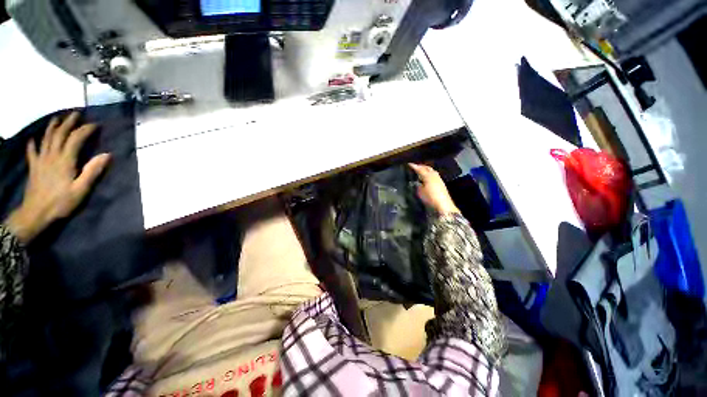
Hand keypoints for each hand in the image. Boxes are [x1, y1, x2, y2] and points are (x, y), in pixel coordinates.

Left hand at [5, 112, 110, 242]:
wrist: (36, 213)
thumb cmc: (61, 202)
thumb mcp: (81, 189)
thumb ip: (92, 171)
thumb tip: (106, 155)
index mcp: (65, 160)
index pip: (75, 139)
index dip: (85, 130)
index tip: (95, 124)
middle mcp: (52, 156)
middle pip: (59, 135)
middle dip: (68, 123)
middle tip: (76, 114)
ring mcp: (40, 160)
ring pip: (46, 139)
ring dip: (52, 127)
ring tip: (57, 119)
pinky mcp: (33, 167)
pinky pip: (32, 152)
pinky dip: (33, 144)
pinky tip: (33, 139)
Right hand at [408, 163, 459, 215]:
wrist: (443, 206)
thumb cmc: (430, 198)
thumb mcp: (420, 192)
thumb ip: (418, 186)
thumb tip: (416, 182)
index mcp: (428, 176)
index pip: (420, 169)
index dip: (414, 166)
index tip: (409, 164)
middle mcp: (434, 175)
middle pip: (427, 168)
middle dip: (421, 166)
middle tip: (415, 166)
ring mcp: (439, 179)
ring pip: (431, 171)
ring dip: (426, 169)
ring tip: (421, 171)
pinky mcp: (441, 184)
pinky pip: (434, 175)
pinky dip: (429, 174)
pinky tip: (427, 177)